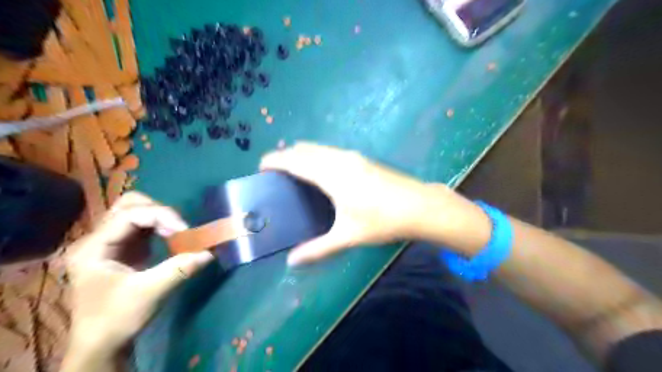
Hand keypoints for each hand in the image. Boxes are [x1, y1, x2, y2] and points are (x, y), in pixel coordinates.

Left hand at [61, 194, 211, 358]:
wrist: (101, 344)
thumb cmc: (117, 318)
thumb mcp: (150, 293)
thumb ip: (180, 269)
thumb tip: (210, 252)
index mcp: (93, 247)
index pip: (129, 215)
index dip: (161, 216)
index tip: (185, 231)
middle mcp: (97, 239)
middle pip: (129, 205)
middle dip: (159, 211)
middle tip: (179, 228)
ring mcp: (109, 242)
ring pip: (135, 211)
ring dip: (160, 217)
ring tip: (177, 232)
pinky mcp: (122, 249)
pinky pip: (142, 225)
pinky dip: (160, 226)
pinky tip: (172, 238)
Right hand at [259, 140, 444, 264]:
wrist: (419, 206)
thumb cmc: (382, 220)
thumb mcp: (348, 236)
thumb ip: (317, 249)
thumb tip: (292, 261)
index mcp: (331, 175)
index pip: (295, 160)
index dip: (274, 160)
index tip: (261, 166)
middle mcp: (339, 159)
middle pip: (305, 149)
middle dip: (286, 155)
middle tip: (276, 172)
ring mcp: (353, 156)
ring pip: (319, 148)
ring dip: (303, 154)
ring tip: (294, 171)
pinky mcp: (363, 159)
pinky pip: (330, 151)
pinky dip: (317, 155)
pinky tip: (321, 171)